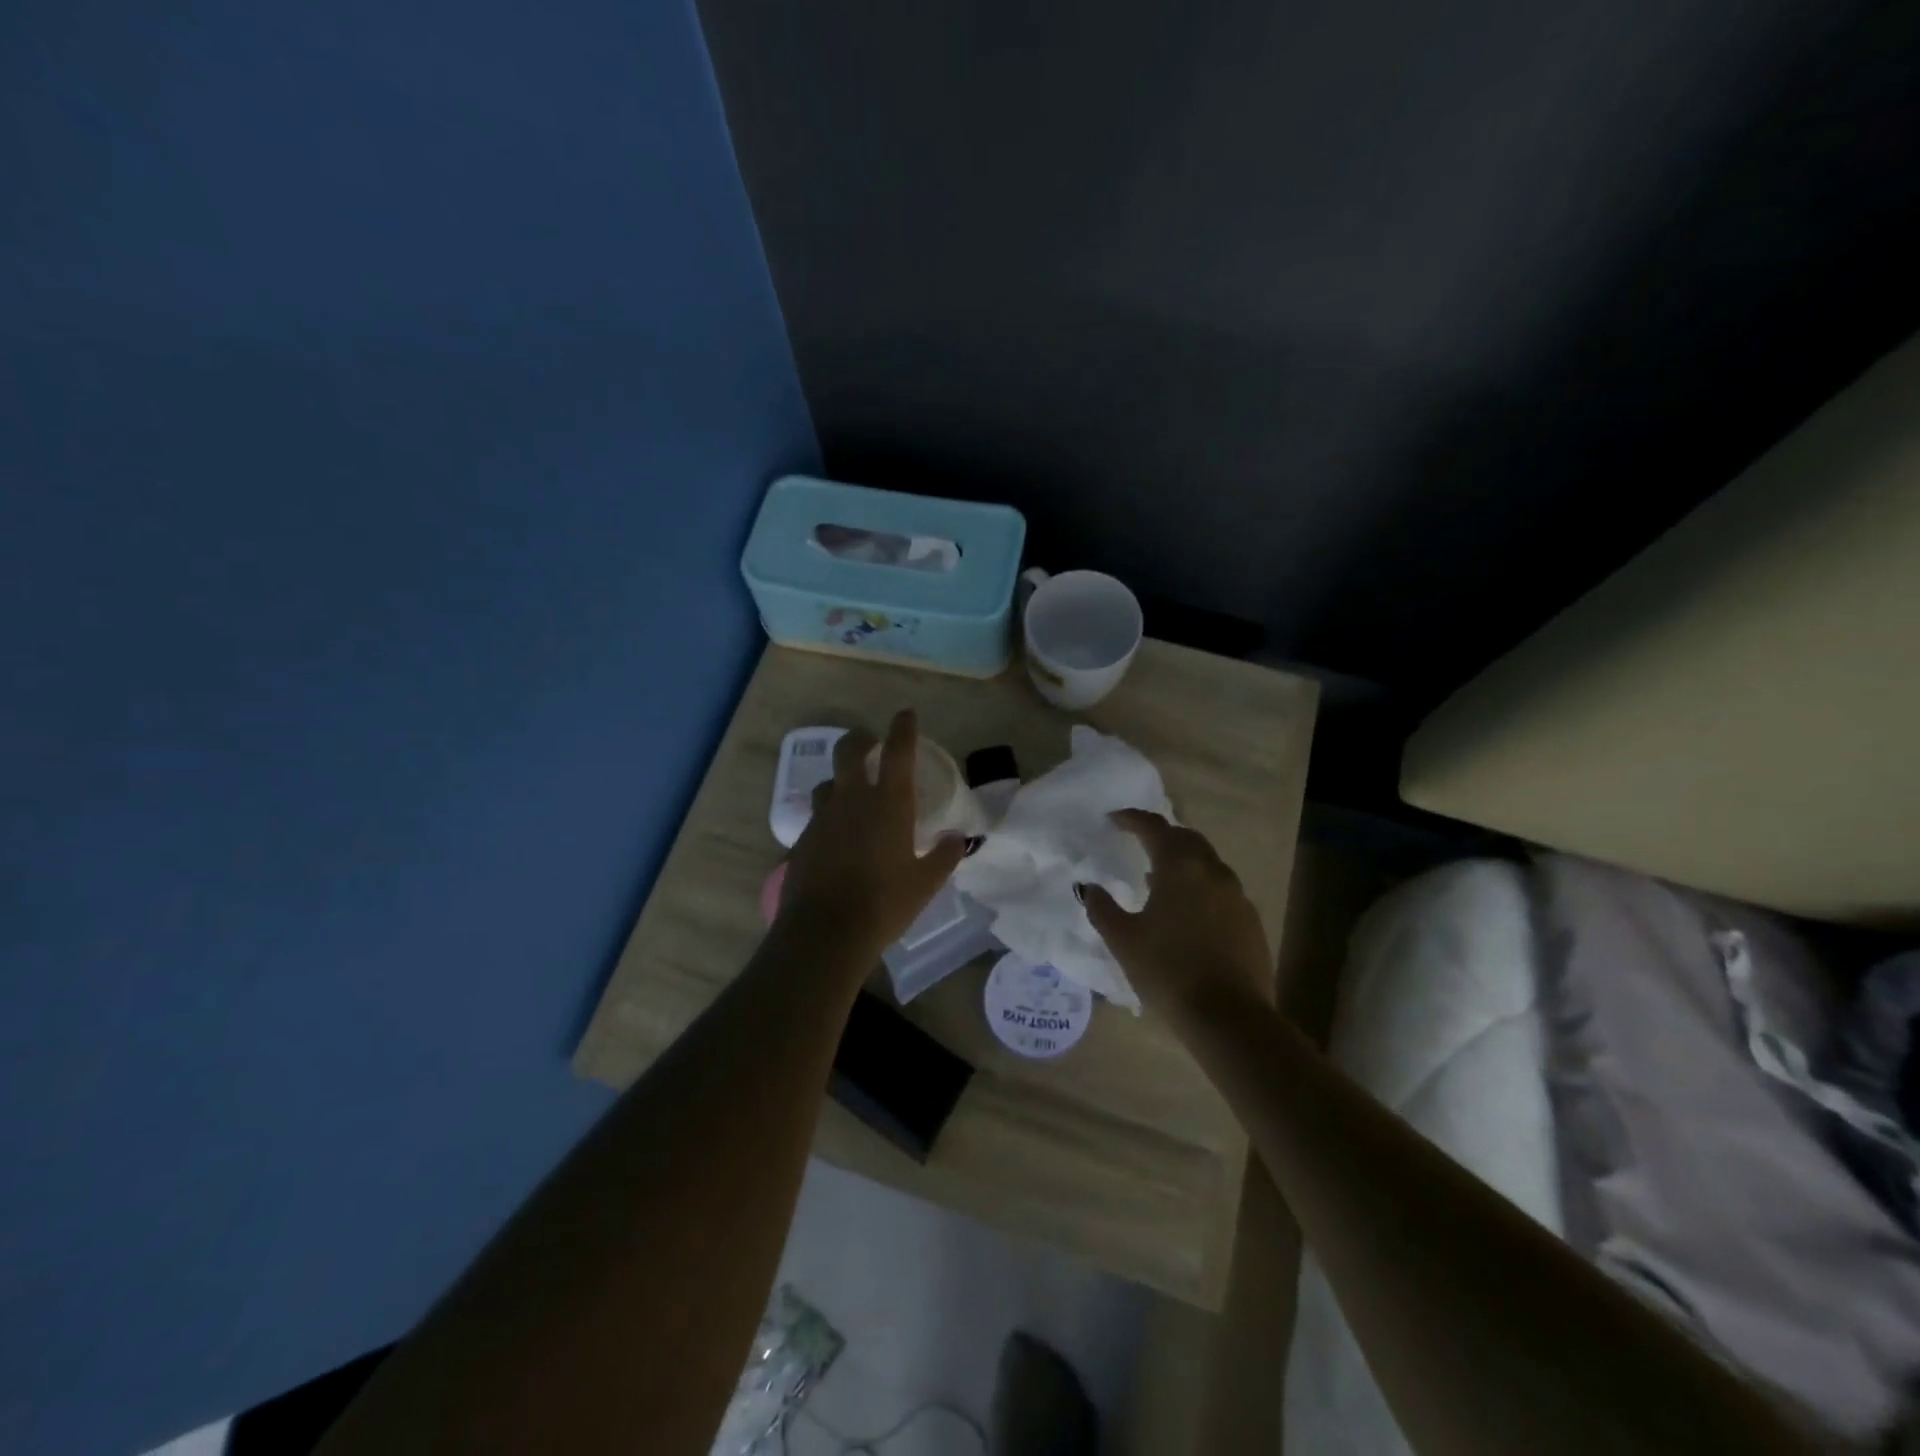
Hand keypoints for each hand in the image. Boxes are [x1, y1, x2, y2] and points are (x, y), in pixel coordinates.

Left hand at [776, 710, 967, 962]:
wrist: (825, 931)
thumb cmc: (884, 904)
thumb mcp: (925, 884)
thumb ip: (944, 857)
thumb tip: (957, 839)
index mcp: (888, 803)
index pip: (897, 751)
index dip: (902, 728)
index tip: (905, 715)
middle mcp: (852, 800)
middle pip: (849, 751)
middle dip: (860, 739)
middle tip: (869, 741)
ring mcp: (823, 818)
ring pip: (828, 783)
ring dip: (840, 780)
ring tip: (851, 793)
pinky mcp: (803, 839)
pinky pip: (817, 816)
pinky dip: (829, 816)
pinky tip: (837, 836)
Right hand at [1080, 810, 1272, 1026]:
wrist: (1229, 1017)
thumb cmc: (1168, 971)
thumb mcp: (1123, 940)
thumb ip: (1102, 908)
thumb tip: (1089, 887)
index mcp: (1180, 867)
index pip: (1154, 827)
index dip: (1131, 819)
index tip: (1114, 820)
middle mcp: (1212, 871)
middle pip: (1186, 838)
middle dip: (1162, 835)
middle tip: (1139, 843)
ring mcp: (1237, 895)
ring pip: (1207, 863)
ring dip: (1183, 862)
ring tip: (1159, 879)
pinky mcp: (1250, 920)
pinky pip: (1220, 889)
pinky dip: (1200, 887)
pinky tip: (1187, 912)